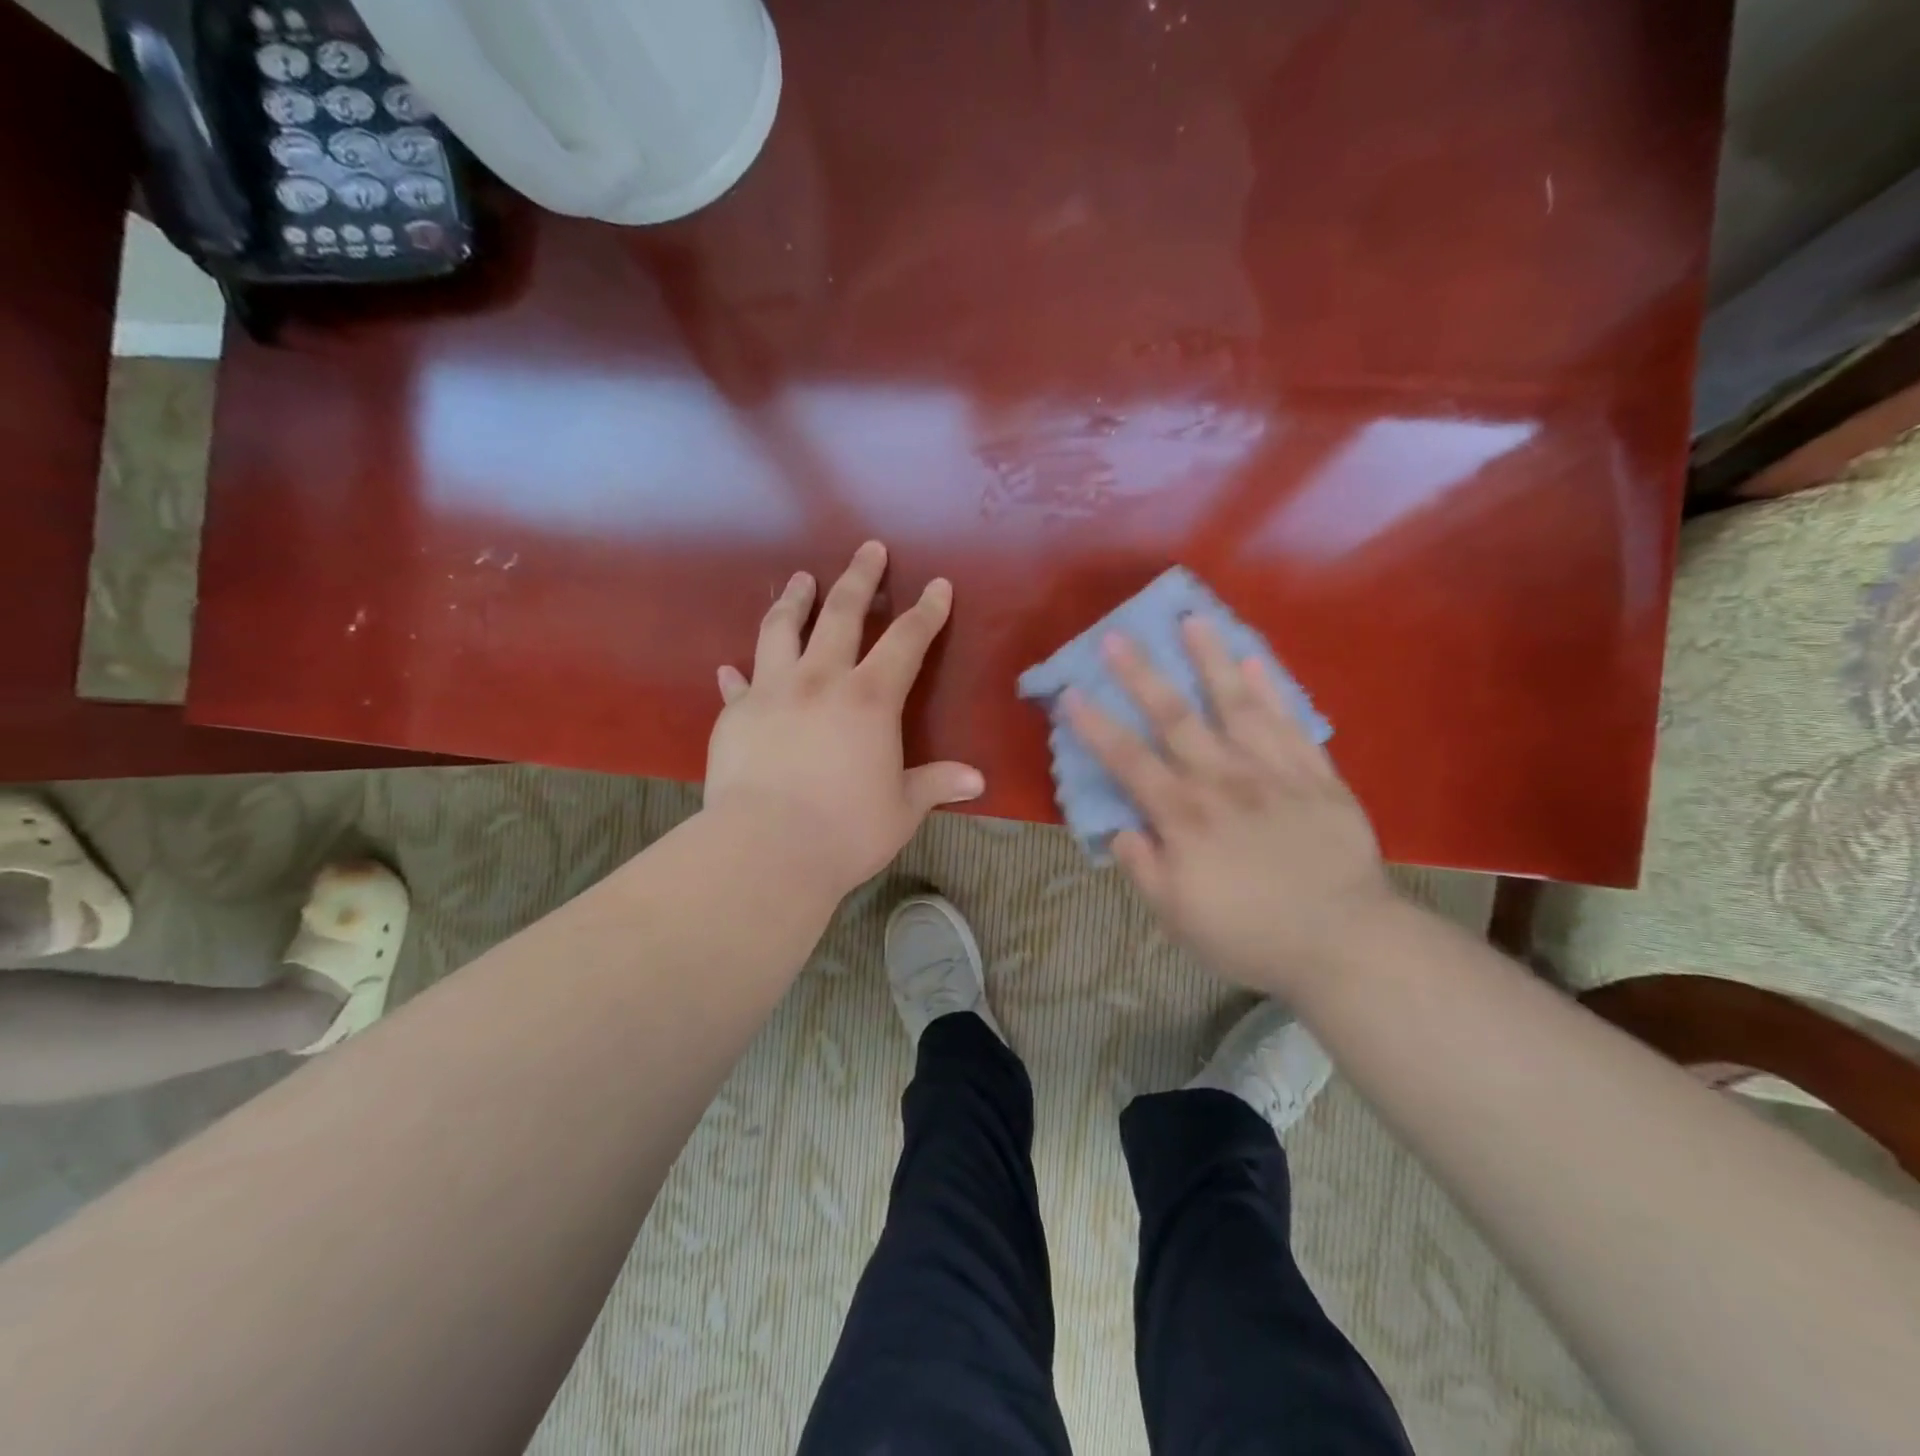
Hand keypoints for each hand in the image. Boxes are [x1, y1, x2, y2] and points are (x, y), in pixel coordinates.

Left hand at [704, 541, 984, 900]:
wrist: (766, 849)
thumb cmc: (846, 829)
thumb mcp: (902, 809)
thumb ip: (935, 784)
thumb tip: (977, 782)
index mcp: (870, 699)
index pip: (906, 641)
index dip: (927, 612)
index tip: (938, 585)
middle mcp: (820, 680)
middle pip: (841, 614)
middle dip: (860, 579)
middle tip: (868, 549)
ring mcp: (772, 692)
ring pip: (781, 630)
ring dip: (794, 600)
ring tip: (800, 579)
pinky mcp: (735, 715)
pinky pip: (737, 685)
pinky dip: (737, 674)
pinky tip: (731, 669)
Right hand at [1064, 618, 1395, 998]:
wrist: (1345, 943)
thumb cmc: (1250, 935)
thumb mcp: (1177, 917)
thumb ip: (1143, 868)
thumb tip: (1119, 828)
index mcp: (1184, 816)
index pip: (1129, 761)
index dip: (1096, 726)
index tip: (1071, 693)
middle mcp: (1223, 781)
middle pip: (1175, 718)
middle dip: (1142, 675)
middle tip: (1117, 637)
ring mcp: (1273, 772)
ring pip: (1236, 706)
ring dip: (1211, 661)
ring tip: (1193, 620)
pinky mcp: (1316, 776)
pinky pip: (1291, 724)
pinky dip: (1272, 690)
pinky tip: (1254, 660)